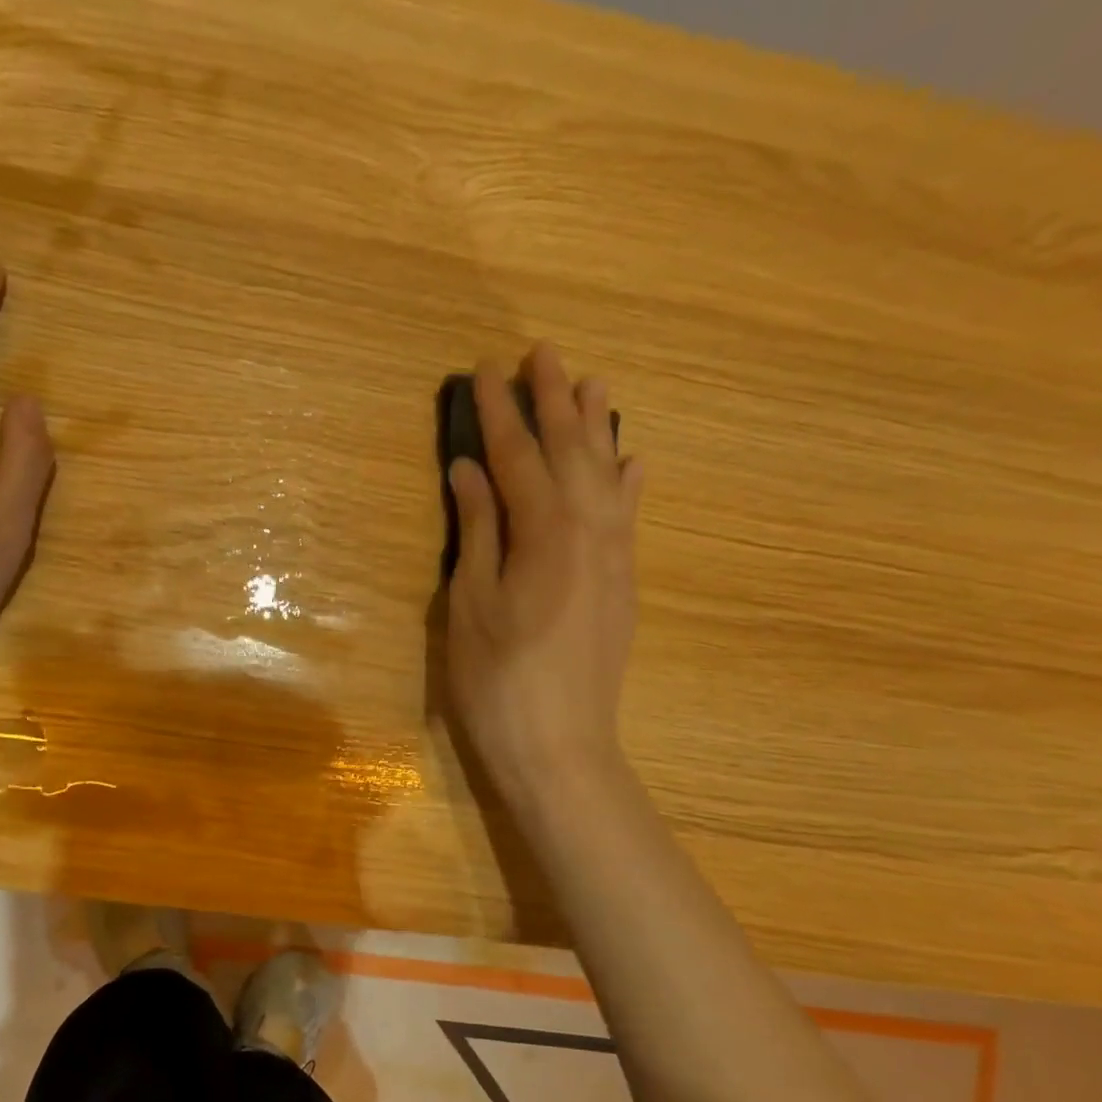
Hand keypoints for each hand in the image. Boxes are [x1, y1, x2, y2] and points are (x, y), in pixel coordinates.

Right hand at [444, 342, 641, 805]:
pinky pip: (630, 517)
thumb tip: (470, 470)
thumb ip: (478, 531)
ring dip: (598, 428)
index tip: (485, 371)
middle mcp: (590, 531)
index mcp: (545, 533)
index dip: (499, 414)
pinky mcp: (623, 585)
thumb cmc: (498, 680)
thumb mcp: (470, 604)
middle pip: (572, 453)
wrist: (560, 747)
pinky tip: (632, 461)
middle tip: (543, 354)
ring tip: (593, 384)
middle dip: (555, 402)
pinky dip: (629, 482)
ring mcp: (615, 558)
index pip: (518, 457)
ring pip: (608, 476)